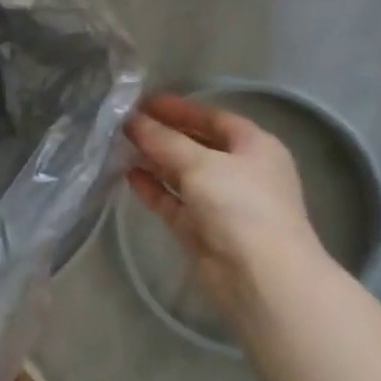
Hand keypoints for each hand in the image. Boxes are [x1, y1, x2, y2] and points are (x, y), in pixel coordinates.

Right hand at [124, 93, 326, 312]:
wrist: (261, 279)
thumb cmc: (240, 206)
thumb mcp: (200, 163)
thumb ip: (162, 139)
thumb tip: (131, 120)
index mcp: (254, 147)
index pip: (213, 117)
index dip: (178, 108)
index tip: (141, 102)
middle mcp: (240, 172)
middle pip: (195, 144)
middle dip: (161, 133)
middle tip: (123, 122)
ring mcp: (220, 202)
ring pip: (181, 172)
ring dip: (153, 158)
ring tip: (118, 144)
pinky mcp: (201, 228)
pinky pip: (172, 200)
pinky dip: (152, 187)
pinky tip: (127, 174)